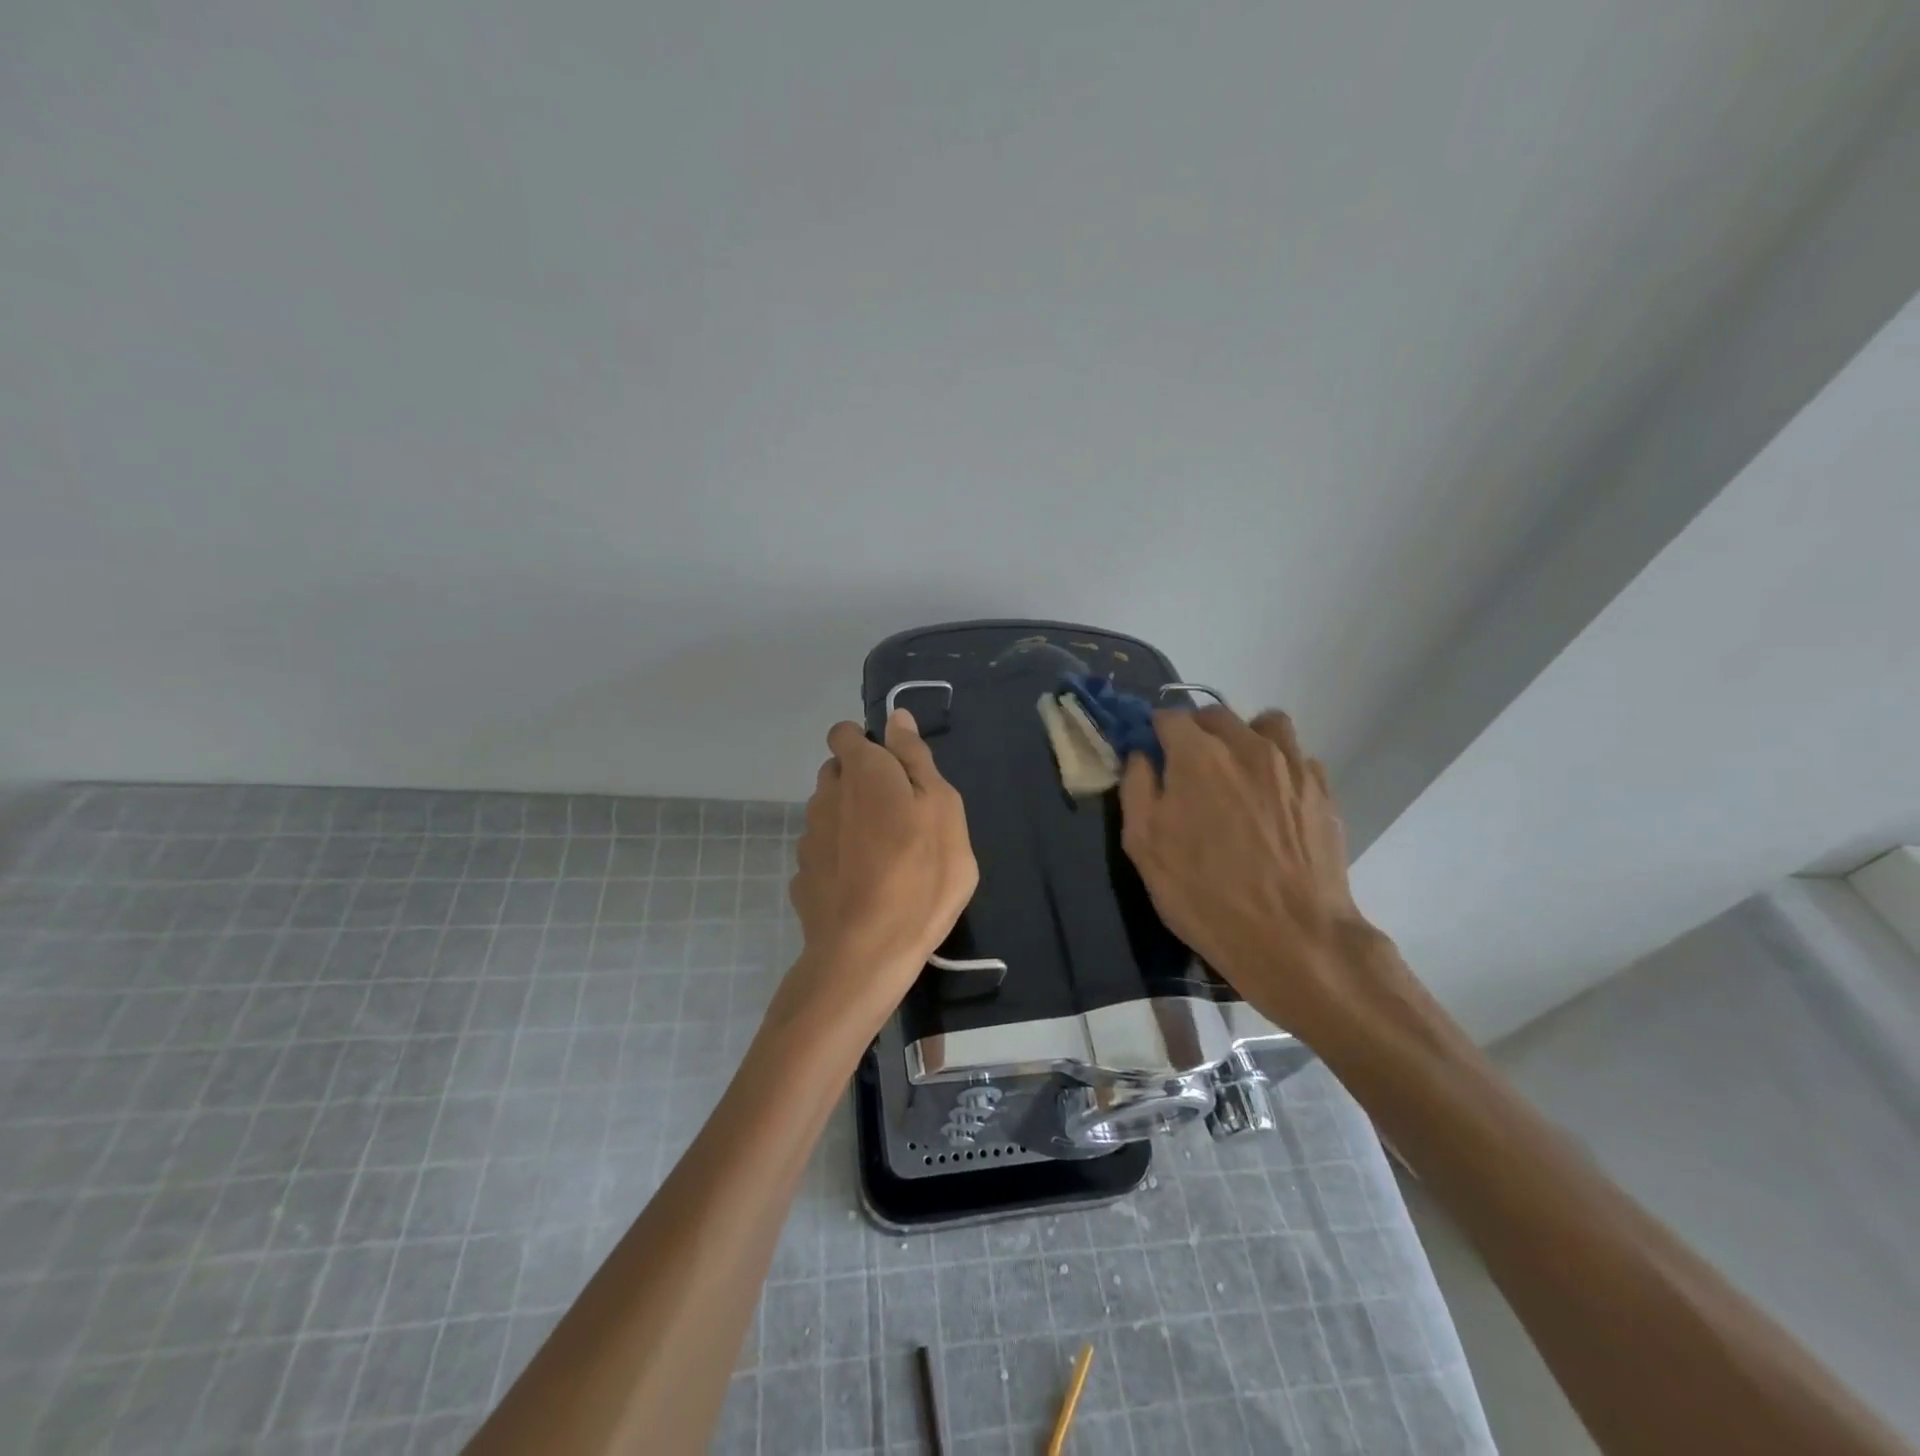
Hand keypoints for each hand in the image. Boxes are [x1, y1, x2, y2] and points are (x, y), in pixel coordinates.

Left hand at [777, 709, 977, 1034]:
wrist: (867, 952)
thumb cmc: (921, 874)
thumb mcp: (942, 809)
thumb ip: (916, 759)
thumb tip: (896, 718)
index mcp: (862, 772)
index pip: (845, 733)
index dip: (868, 744)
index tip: (896, 771)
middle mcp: (826, 796)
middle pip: (838, 773)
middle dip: (863, 782)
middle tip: (901, 816)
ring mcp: (809, 837)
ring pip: (829, 813)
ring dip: (851, 821)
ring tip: (885, 857)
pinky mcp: (802, 876)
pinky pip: (824, 852)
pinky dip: (840, 858)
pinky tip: (863, 886)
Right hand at [1119, 705, 1389, 1042]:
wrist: (1293, 938)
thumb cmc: (1205, 895)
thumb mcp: (1144, 847)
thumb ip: (1137, 789)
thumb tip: (1141, 756)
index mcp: (1197, 755)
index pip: (1169, 716)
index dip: (1155, 733)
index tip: (1153, 757)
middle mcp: (1246, 745)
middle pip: (1215, 715)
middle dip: (1196, 733)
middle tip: (1189, 772)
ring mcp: (1291, 764)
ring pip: (1265, 724)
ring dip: (1245, 738)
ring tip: (1238, 775)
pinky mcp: (1323, 789)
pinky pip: (1298, 757)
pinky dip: (1281, 767)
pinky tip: (1274, 801)